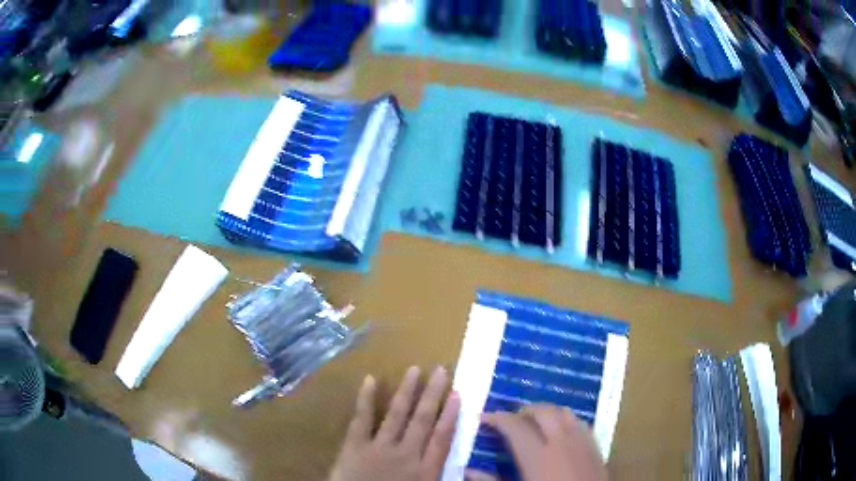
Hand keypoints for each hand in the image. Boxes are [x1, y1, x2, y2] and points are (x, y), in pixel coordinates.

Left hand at [329, 366, 460, 480]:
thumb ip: (439, 477)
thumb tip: (468, 472)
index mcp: (425, 471)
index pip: (442, 438)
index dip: (450, 415)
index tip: (457, 394)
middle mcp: (406, 455)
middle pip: (422, 421)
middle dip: (432, 395)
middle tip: (440, 370)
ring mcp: (379, 448)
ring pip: (396, 415)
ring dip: (406, 391)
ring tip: (414, 370)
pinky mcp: (354, 446)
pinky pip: (361, 419)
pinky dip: (365, 399)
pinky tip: (370, 379)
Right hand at [470, 405, 606, 480]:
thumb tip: (468, 471)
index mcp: (539, 456)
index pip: (516, 427)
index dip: (497, 418)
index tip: (483, 417)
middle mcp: (563, 443)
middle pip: (544, 412)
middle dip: (524, 410)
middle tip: (510, 419)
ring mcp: (583, 444)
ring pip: (566, 413)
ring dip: (548, 413)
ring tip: (534, 423)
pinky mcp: (597, 450)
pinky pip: (582, 425)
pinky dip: (567, 421)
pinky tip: (561, 434)